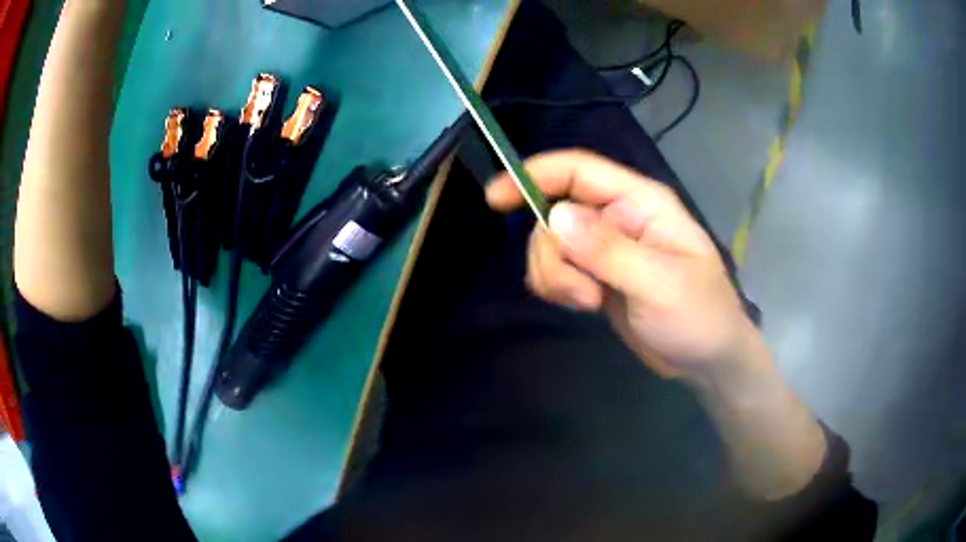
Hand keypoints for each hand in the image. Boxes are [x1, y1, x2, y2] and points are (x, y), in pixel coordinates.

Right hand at [486, 150, 757, 379]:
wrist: (708, 360)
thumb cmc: (700, 317)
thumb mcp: (660, 284)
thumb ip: (609, 250)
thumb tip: (555, 216)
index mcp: (641, 203)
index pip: (579, 171)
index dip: (534, 175)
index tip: (495, 199)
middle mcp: (619, 217)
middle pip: (556, 212)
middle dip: (553, 254)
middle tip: (582, 294)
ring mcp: (606, 247)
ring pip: (551, 244)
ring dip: (555, 275)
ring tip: (588, 303)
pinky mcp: (598, 276)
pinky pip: (558, 269)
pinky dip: (556, 286)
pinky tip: (583, 305)